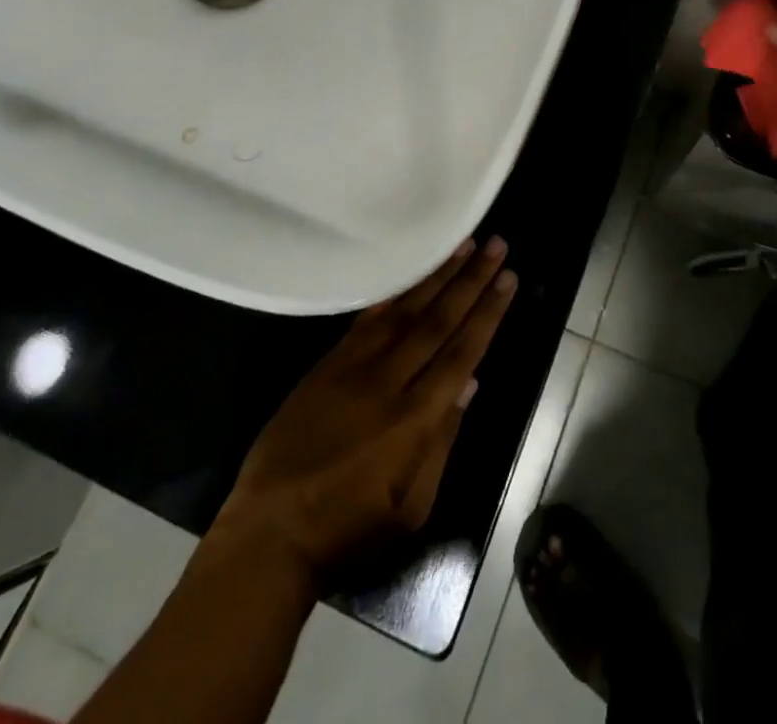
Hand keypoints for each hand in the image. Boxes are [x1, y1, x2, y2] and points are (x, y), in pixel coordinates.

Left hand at [213, 238, 516, 581]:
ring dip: (437, 274)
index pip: (462, 353)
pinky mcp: (328, 363)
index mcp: (414, 420)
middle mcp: (388, 382)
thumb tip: (469, 385)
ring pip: (405, 310)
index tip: (508, 279)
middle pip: (438, 320)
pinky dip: (394, 292)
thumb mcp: (410, 508)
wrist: (269, 532)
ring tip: (464, 244)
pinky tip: (412, 271)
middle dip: (471, 280)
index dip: (487, 313)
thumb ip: (442, 443)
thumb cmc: (348, 530)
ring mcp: (354, 367)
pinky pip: (368, 317)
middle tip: (496, 246)